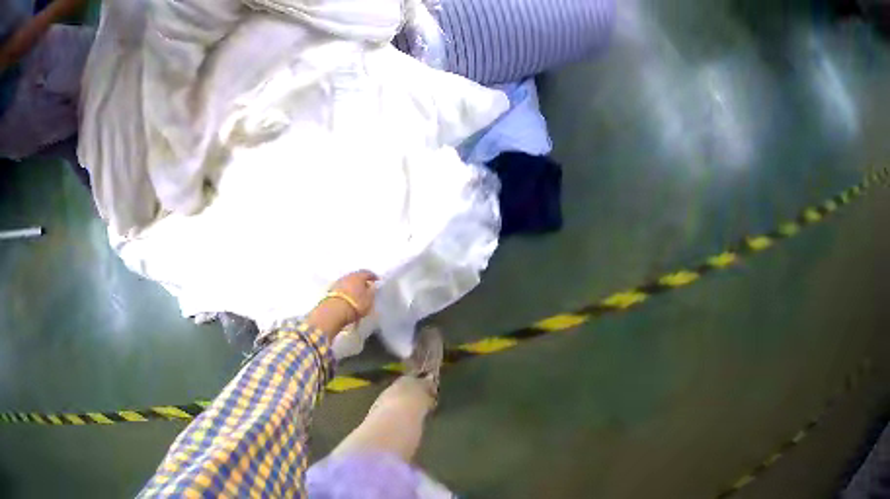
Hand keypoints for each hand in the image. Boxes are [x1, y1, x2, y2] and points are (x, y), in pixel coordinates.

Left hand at [305, 270, 377, 336]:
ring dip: (353, 285)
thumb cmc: (355, 304)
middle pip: (356, 275)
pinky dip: (347, 289)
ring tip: (357, 292)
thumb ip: (372, 291)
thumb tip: (371, 285)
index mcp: (358, 276)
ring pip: (348, 281)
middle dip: (362, 280)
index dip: (373, 276)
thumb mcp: (369, 299)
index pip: (367, 273)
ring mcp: (338, 282)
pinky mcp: (331, 289)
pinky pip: (342, 287)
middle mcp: (348, 276)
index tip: (377, 280)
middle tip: (366, 286)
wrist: (334, 310)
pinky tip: (349, 295)